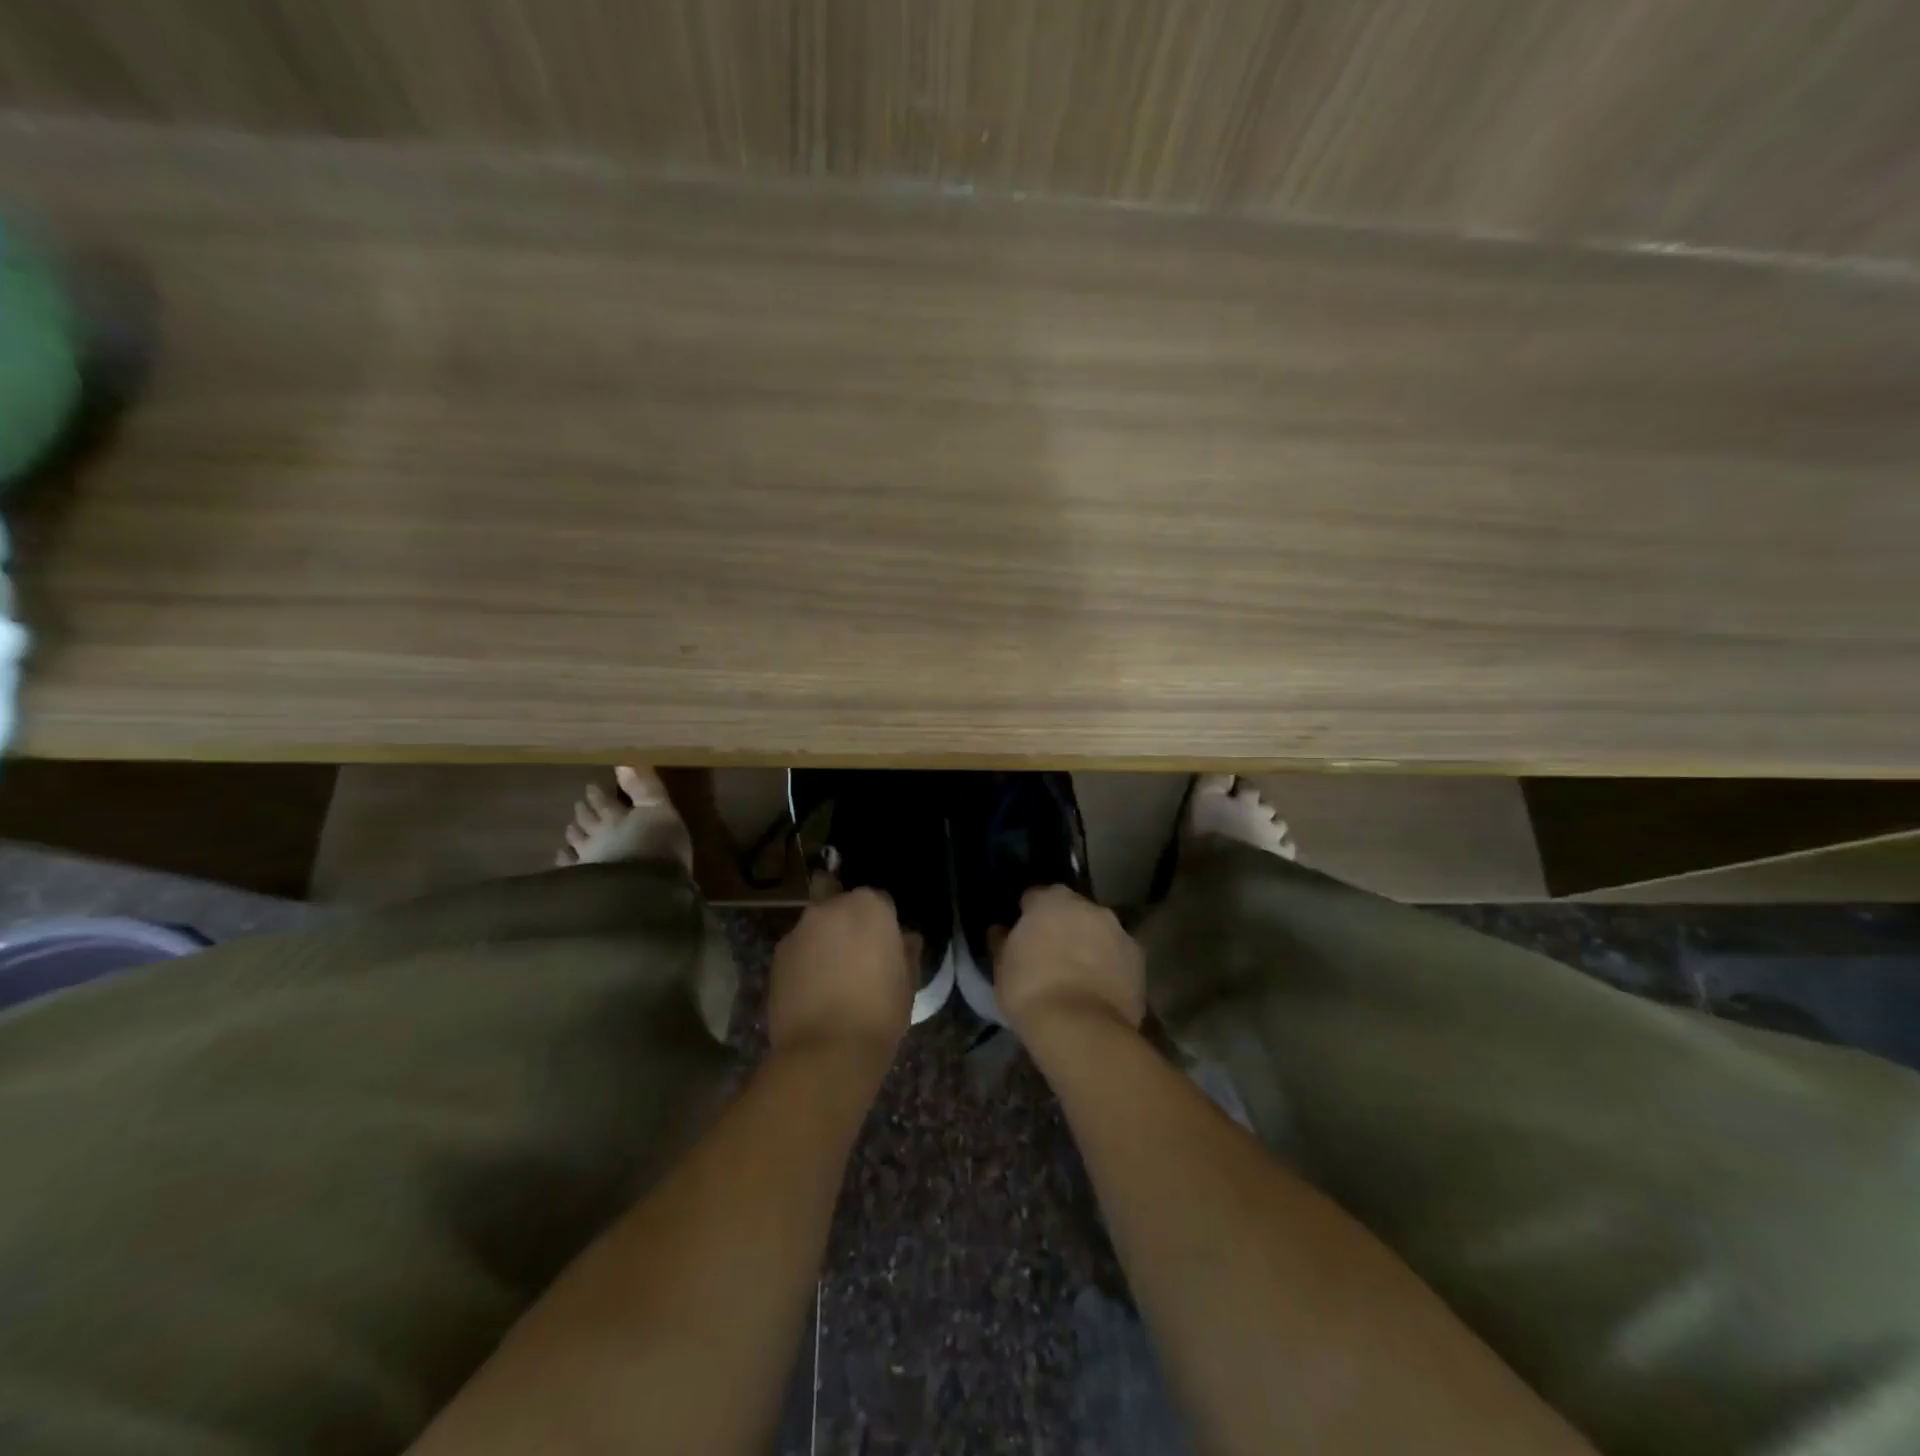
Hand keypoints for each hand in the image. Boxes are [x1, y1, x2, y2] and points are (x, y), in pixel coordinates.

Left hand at [768, 888, 914, 1065]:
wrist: (826, 1051)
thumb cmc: (879, 1012)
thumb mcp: (908, 982)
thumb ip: (906, 951)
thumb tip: (905, 938)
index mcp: (868, 906)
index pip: (879, 899)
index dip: (883, 921)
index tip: (885, 944)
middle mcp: (829, 908)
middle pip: (837, 897)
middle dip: (844, 914)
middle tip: (853, 947)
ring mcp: (798, 931)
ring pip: (814, 923)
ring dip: (822, 938)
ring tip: (830, 974)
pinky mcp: (777, 957)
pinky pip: (797, 949)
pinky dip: (804, 960)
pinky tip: (812, 989)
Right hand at [996, 885, 1145, 1041]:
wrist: (1081, 1028)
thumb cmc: (1031, 991)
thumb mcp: (1001, 968)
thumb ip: (1002, 942)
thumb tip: (1000, 930)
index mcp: (1051, 899)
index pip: (1034, 897)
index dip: (1027, 915)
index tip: (1023, 936)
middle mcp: (1089, 906)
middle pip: (1071, 910)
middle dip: (1062, 925)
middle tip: (1050, 954)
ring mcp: (1118, 930)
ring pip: (1098, 931)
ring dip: (1089, 943)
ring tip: (1077, 975)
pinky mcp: (1139, 958)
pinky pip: (1117, 955)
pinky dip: (1109, 965)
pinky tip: (1098, 989)